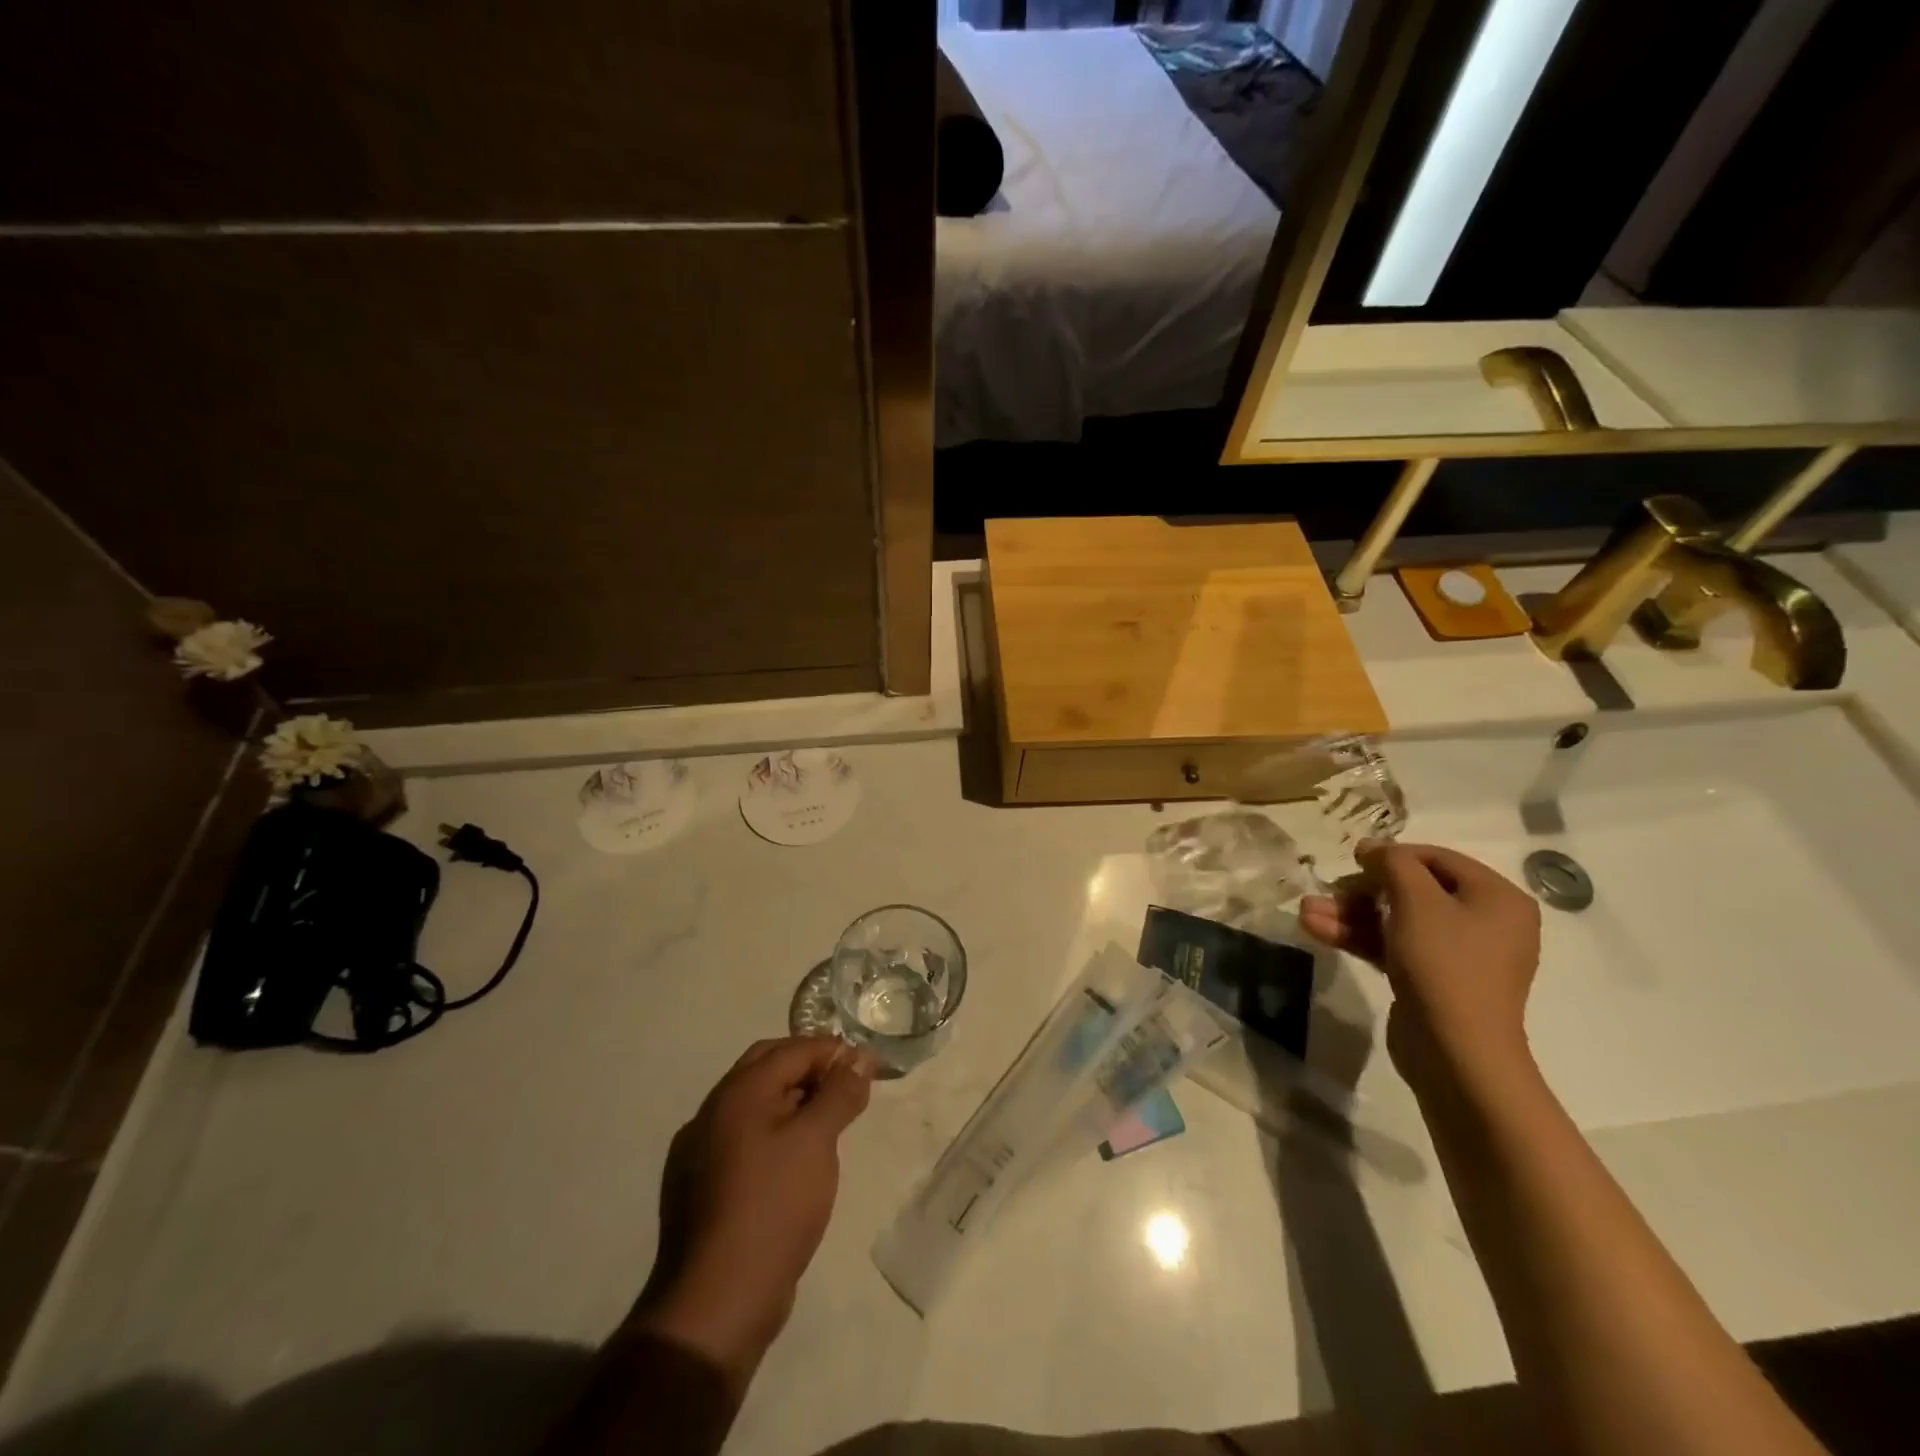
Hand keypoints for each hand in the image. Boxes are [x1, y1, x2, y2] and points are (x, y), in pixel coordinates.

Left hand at [632, 1037, 875, 1384]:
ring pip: (754, 1103)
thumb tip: (859, 1057)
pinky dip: (773, 1129)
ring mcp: (700, 1149)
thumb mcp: (817, 1141)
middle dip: (809, 1067)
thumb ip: (839, 1092)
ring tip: (827, 1122)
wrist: (718, 1301)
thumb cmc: (774, 1206)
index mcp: (738, 1092)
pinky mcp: (701, 1184)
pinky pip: (743, 1136)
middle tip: (845, 1086)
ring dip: (791, 1099)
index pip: (792, 1049)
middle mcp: (713, 1110)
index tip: (868, 1066)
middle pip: (767, 1066)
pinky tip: (793, 1158)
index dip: (833, 1051)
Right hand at [1300, 841, 1540, 1089]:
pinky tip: (1317, 930)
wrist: (1456, 1052)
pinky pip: (1394, 946)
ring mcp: (1458, 954)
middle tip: (1326, 891)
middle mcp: (1484, 922)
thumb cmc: (1444, 964)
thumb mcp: (1417, 901)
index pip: (1437, 859)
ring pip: (1396, 920)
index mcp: (1497, 898)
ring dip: (1350, 914)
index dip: (1391, 854)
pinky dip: (1359, 937)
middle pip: (1413, 891)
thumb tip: (1373, 847)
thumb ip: (1393, 863)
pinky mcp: (1433, 980)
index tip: (1351, 859)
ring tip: (1306, 912)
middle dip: (1361, 891)